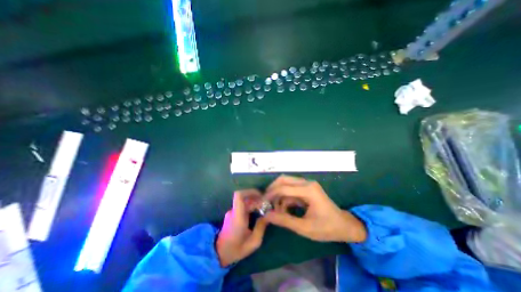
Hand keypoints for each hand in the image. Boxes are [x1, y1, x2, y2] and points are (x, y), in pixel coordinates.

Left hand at [215, 190, 265, 266]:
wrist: (219, 254)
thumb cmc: (236, 250)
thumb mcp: (253, 243)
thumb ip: (261, 228)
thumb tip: (267, 216)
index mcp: (237, 217)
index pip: (239, 195)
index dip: (250, 192)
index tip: (261, 196)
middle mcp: (233, 211)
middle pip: (245, 198)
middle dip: (257, 199)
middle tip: (266, 205)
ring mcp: (231, 212)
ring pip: (244, 201)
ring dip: (254, 202)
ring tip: (263, 208)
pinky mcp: (232, 214)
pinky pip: (243, 205)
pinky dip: (251, 206)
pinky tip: (257, 212)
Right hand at [266, 177, 365, 242]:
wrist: (344, 225)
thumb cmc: (327, 228)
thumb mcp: (304, 228)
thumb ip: (284, 220)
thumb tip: (267, 215)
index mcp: (308, 190)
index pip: (284, 188)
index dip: (270, 194)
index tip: (261, 203)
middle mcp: (307, 183)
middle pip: (284, 180)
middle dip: (272, 189)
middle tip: (266, 201)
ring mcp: (307, 185)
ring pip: (286, 183)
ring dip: (279, 194)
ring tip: (275, 209)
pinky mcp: (306, 189)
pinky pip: (291, 189)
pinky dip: (285, 197)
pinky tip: (284, 209)